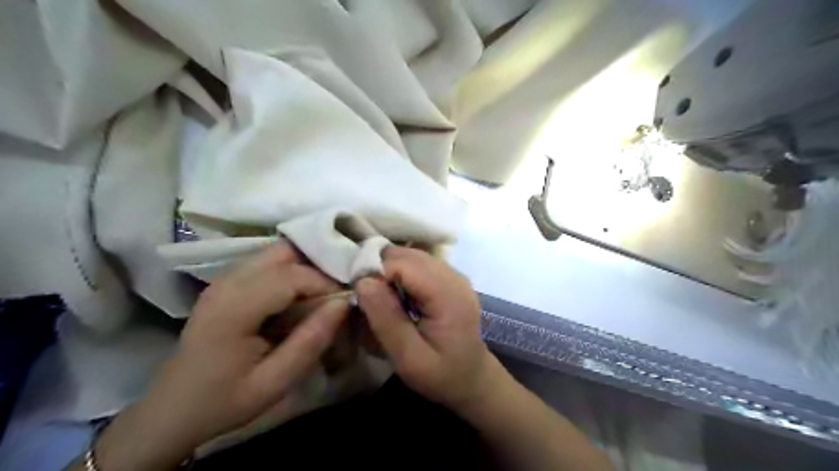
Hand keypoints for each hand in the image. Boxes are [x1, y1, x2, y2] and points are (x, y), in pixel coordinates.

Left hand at [94, 242, 346, 469]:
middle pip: (284, 252)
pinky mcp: (226, 283)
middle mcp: (227, 283)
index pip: (292, 276)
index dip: (325, 283)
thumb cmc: (224, 401)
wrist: (172, 410)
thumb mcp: (274, 383)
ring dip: (305, 267)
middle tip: (335, 294)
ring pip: (277, 253)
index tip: (344, 303)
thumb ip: (311, 341)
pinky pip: (267, 263)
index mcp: (234, 308)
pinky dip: (291, 271)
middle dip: (317, 267)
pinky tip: (299, 296)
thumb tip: (343, 303)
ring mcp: (224, 279)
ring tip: (322, 294)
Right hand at [354, 246, 496, 412]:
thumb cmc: (441, 375)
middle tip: (366, 297)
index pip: (403, 264)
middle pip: (408, 255)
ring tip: (380, 297)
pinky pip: (420, 264)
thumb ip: (387, 320)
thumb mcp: (409, 359)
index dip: (376, 272)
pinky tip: (397, 295)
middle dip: (381, 268)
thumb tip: (363, 281)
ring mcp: (455, 275)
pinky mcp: (450, 278)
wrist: (472, 379)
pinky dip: (402, 272)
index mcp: (448, 295)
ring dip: (390, 269)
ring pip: (412, 255)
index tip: (358, 295)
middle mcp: (454, 276)